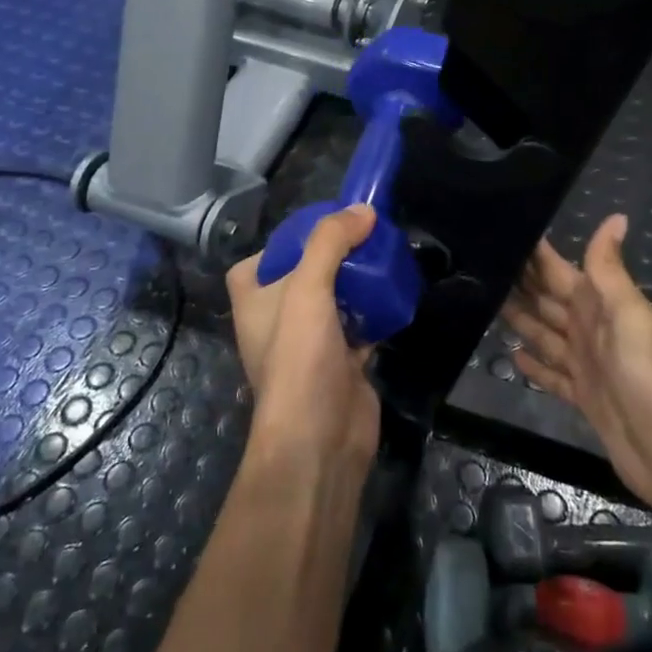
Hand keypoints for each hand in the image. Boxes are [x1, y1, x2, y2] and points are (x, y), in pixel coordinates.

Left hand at [226, 204, 381, 477]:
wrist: (320, 441)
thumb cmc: (299, 359)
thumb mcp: (307, 289)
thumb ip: (330, 242)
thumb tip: (363, 210)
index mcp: (254, 300)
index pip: (259, 260)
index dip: (287, 241)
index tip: (322, 227)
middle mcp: (278, 319)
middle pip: (305, 273)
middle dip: (335, 254)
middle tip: (366, 233)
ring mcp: (311, 342)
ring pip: (336, 297)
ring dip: (358, 280)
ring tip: (385, 254)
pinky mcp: (343, 360)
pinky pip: (360, 323)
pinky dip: (376, 308)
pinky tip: (396, 291)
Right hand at [503, 215, 651, 525]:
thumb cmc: (650, 374)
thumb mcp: (628, 314)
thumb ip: (610, 269)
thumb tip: (616, 216)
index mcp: (601, 305)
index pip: (560, 271)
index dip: (536, 255)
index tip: (502, 232)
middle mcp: (592, 330)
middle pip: (549, 301)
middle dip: (520, 284)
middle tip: (479, 266)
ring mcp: (588, 366)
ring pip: (546, 335)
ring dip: (521, 319)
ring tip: (484, 302)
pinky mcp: (584, 399)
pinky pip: (552, 375)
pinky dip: (534, 365)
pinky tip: (510, 354)